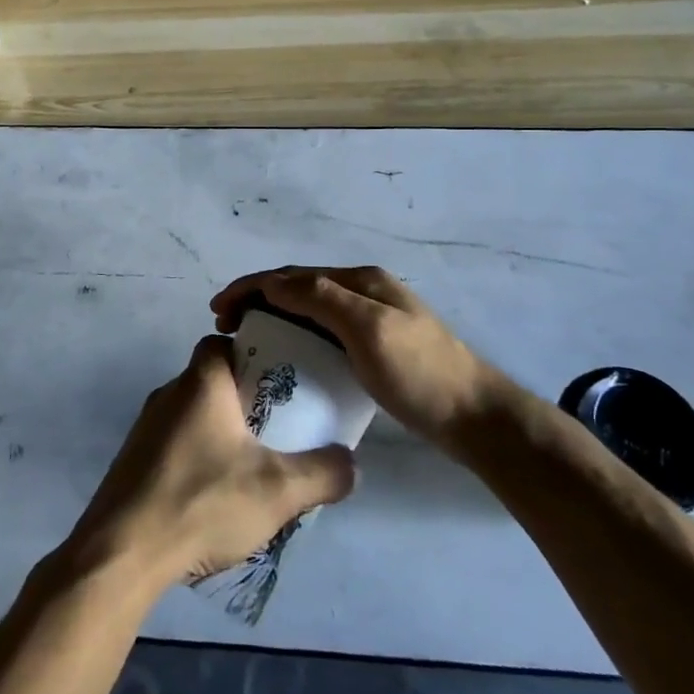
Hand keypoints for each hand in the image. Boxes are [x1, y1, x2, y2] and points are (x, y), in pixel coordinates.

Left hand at [64, 336, 355, 591]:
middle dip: (245, 397)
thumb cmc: (202, 502)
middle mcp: (169, 393)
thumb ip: (323, 473)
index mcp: (200, 382)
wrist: (122, 552)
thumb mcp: (278, 491)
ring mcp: (146, 427)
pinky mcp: (134, 461)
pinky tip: (215, 493)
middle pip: (212, 379)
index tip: (279, 380)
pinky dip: (198, 455)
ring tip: (252, 464)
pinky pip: (175, 443)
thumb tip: (351, 462)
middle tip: (277, 428)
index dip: (251, 352)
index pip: (222, 342)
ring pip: (193, 413)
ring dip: (221, 430)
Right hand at [212, 266, 506, 452]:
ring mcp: (370, 320)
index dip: (251, 286)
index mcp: (360, 281)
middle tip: (225, 326)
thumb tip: (272, 282)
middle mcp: (362, 292)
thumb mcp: (368, 329)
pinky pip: (323, 332)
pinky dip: (296, 336)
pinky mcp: (374, 348)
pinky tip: (287, 356)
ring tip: (247, 339)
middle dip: (257, 299)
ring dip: (274, 317)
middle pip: (298, 287)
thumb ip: (321, 298)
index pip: (292, 275)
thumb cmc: (419, 373)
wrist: (475, 418)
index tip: (218, 310)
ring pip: (309, 310)